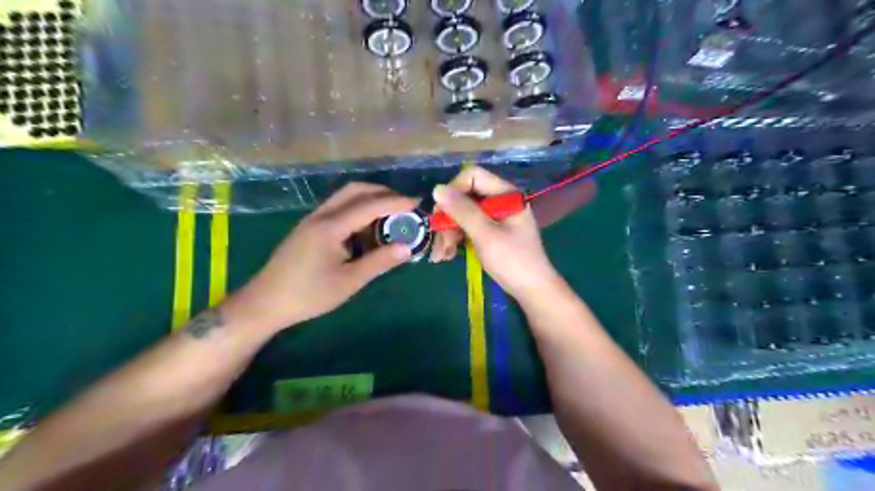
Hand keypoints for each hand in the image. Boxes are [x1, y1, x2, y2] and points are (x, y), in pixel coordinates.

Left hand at [223, 182, 418, 331]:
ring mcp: (312, 220)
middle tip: (404, 204)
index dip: (395, 202)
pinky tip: (365, 227)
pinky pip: (337, 208)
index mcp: (331, 227)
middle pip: (354, 190)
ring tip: (389, 214)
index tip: (417, 203)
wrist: (265, 303)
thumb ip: (379, 262)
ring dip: (368, 198)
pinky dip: (356, 209)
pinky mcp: (308, 228)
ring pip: (344, 197)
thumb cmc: (309, 295)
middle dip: (382, 192)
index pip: (369, 205)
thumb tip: (407, 248)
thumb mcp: (349, 281)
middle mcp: (321, 215)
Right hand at [430, 167, 560, 301]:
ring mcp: (496, 217)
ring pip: (463, 214)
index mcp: (505, 194)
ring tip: (441, 255)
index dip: (453, 191)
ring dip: (449, 232)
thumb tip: (437, 189)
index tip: (441, 213)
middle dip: (448, 218)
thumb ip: (462, 210)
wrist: (532, 290)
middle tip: (439, 241)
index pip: (473, 176)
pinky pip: (468, 227)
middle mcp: (500, 201)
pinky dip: (457, 239)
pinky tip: (448, 254)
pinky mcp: (491, 232)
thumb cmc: (513, 261)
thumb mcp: (485, 234)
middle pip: (465, 197)